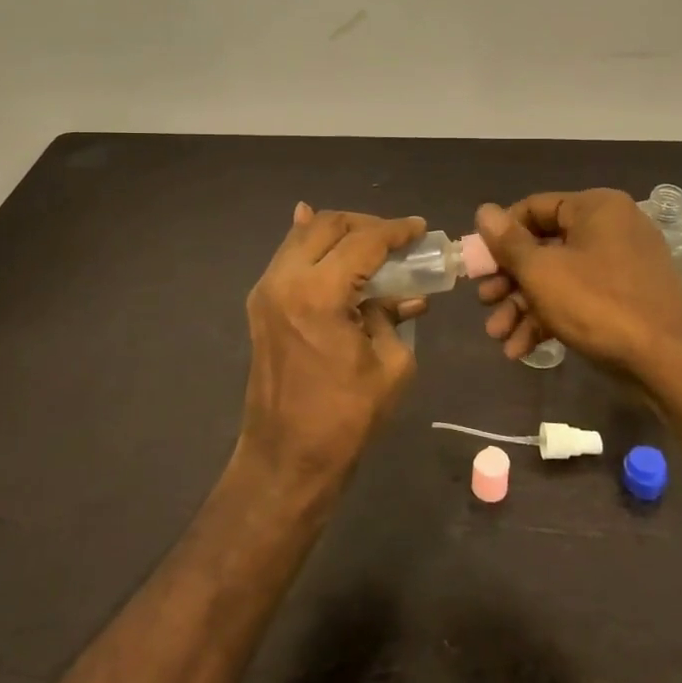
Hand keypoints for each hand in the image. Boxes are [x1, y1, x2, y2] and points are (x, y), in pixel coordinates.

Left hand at [237, 203, 428, 487]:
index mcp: (318, 294)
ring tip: (373, 245)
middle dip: (366, 224)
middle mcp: (285, 280)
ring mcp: (266, 290)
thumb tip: (402, 293)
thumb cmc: (345, 418)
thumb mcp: (391, 365)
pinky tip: (332, 242)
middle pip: (328, 224)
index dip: (397, 231)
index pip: (364, 241)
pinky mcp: (261, 304)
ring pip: (304, 235)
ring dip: (340, 232)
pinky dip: (314, 245)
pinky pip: (288, 257)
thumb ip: (393, 315)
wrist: (286, 459)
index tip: (421, 228)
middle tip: (396, 238)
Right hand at [473, 190, 681, 375]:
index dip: (500, 236)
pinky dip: (551, 318)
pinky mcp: (627, 298)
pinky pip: (580, 298)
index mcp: (595, 208)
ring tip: (499, 336)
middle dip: (509, 280)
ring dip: (524, 306)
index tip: (478, 265)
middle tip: (485, 303)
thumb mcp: (542, 272)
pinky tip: (523, 349)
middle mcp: (610, 228)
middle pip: (544, 246)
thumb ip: (508, 242)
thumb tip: (484, 211)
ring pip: (559, 277)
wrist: (670, 363)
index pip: (533, 208)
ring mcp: (622, 265)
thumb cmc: (599, 305)